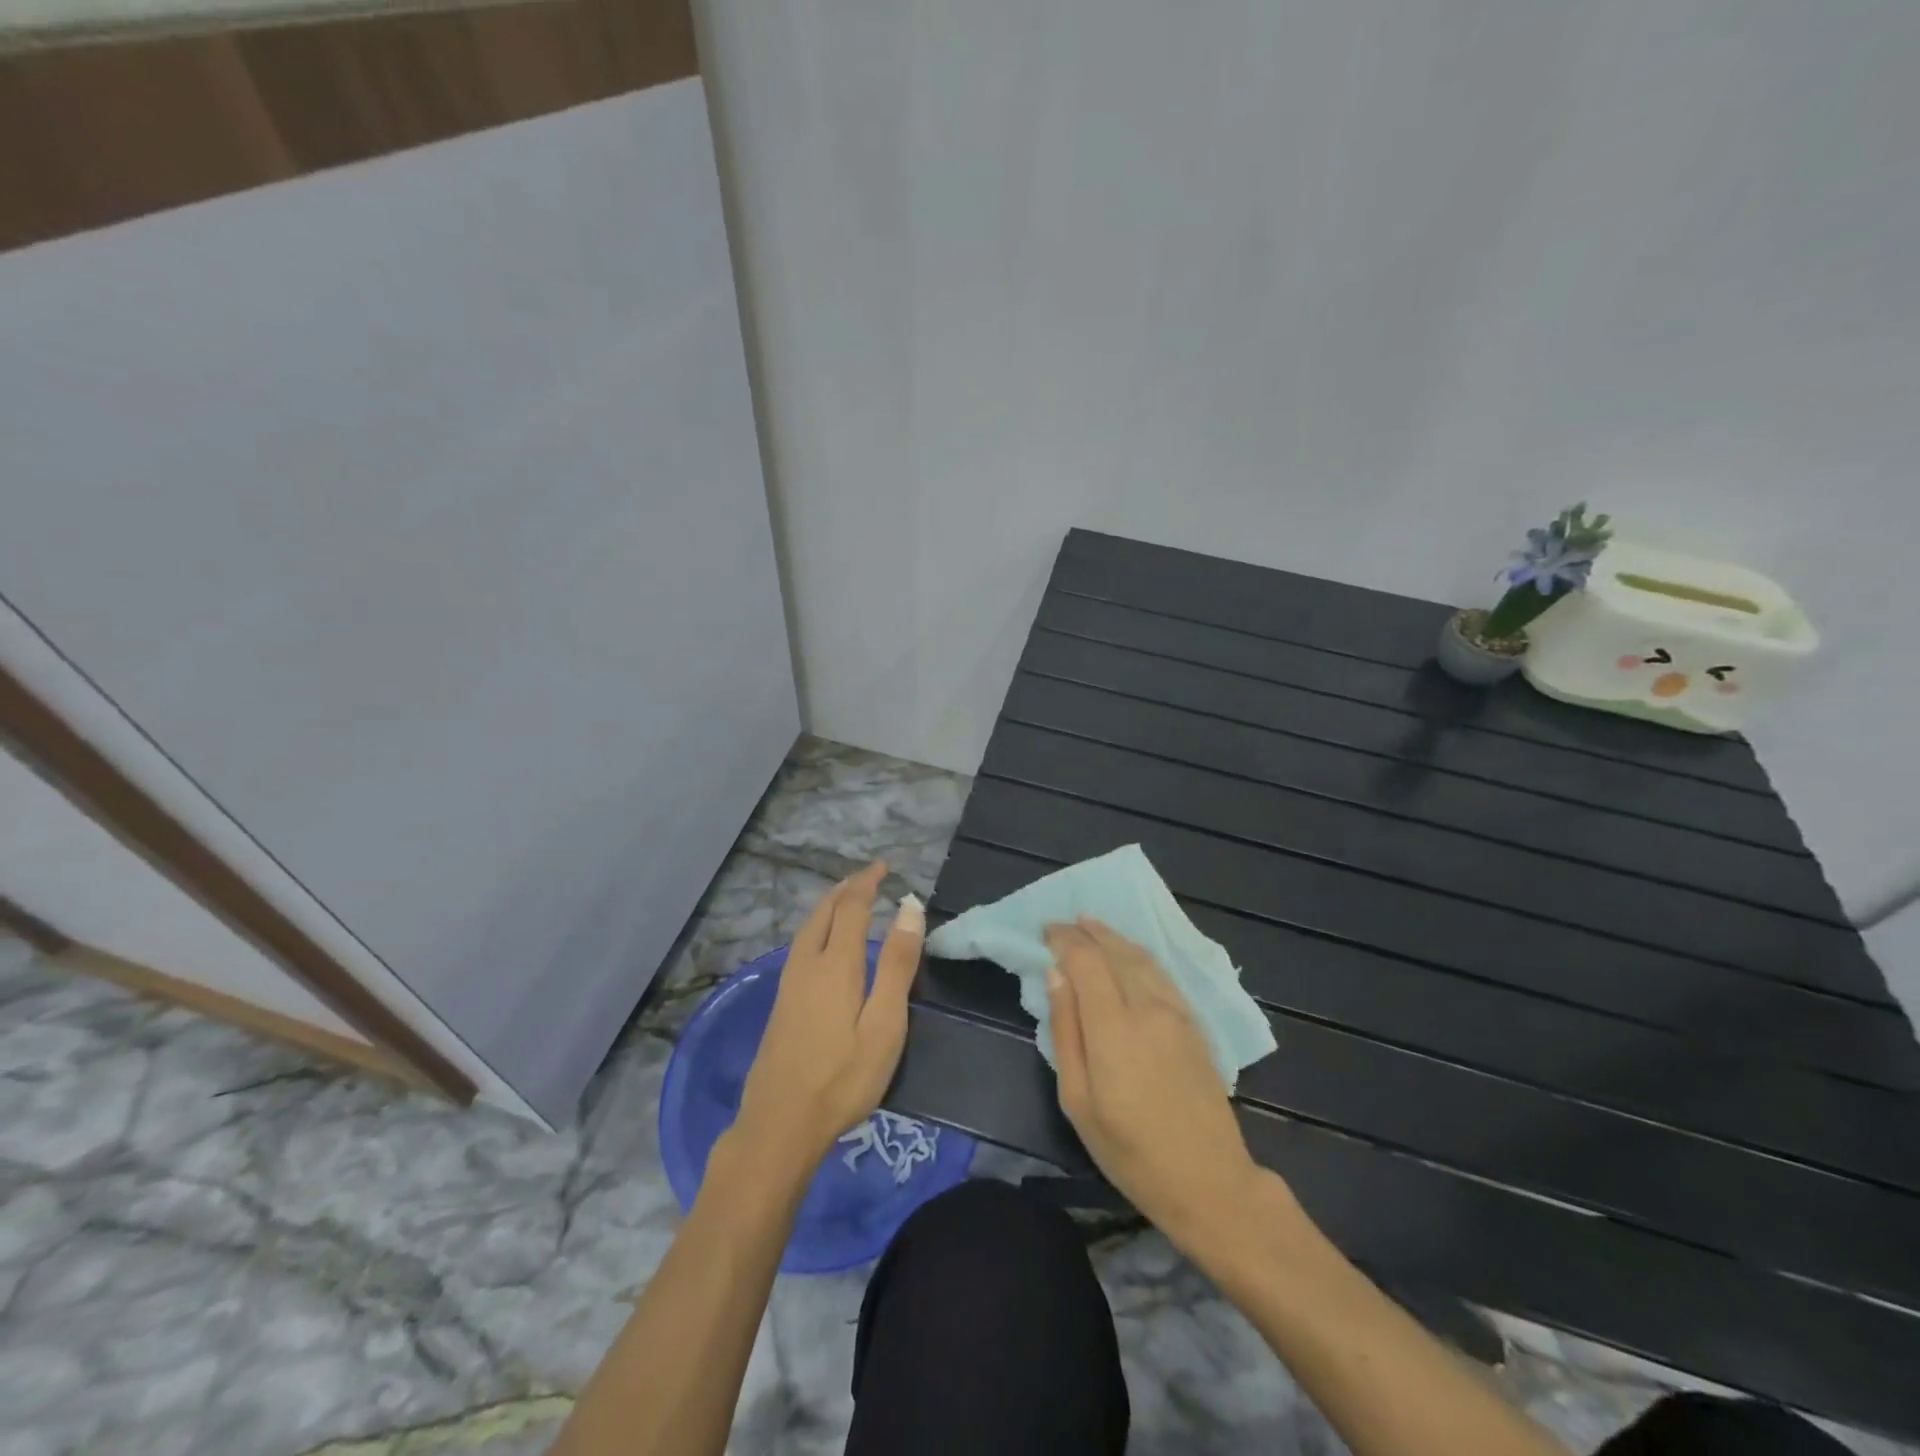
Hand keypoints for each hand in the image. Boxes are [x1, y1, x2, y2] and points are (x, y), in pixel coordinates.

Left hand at [732, 862, 923, 1176]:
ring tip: (848, 899)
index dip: (867, 882)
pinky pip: (802, 945)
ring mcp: (789, 983)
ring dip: (830, 906)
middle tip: (869, 877)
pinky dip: (819, 926)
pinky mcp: (781, 1002)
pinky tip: (825, 943)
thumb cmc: (842, 1078)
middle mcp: (808, 964)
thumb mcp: (884, 1025)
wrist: (779, 1125)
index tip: (884, 867)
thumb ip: (898, 965)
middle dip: (846, 889)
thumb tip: (910, 908)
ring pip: (808, 928)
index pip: (852, 907)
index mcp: (836, 964)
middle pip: (824, 911)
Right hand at [1046, 918, 1264, 1244]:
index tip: (1045, 932)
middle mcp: (1147, 1007)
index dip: (1064, 939)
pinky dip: (1139, 954)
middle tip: (1062, 924)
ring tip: (1091, 925)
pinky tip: (1129, 953)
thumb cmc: (1130, 1151)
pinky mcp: (1194, 1022)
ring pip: (1141, 957)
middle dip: (1086, 932)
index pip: (1086, 960)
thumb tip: (1055, 976)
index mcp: (1114, 1027)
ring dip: (1113, 936)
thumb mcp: (1078, 1101)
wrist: (1209, 1181)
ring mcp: (1176, 1012)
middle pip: (1115, 951)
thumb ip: (1065, 1031)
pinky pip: (1162, 972)